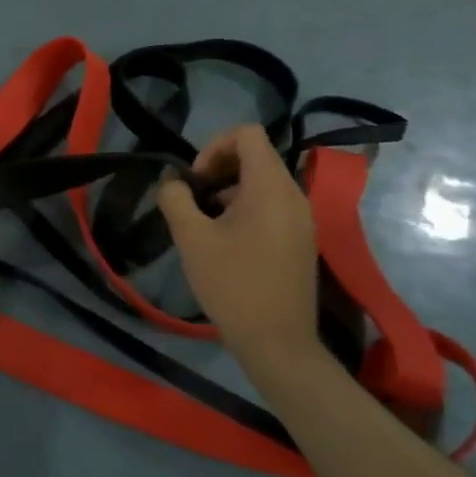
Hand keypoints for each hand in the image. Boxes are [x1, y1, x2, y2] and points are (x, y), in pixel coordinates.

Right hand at [157, 126, 319, 372]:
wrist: (278, 342)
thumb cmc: (232, 285)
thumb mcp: (191, 238)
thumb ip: (176, 198)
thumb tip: (173, 180)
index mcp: (270, 187)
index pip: (248, 134)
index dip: (214, 146)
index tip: (195, 180)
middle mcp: (294, 195)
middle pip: (256, 156)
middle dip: (218, 168)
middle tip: (193, 199)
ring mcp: (302, 218)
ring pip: (263, 182)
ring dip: (229, 190)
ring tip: (205, 223)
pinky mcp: (301, 239)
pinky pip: (272, 205)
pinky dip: (245, 208)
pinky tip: (226, 242)